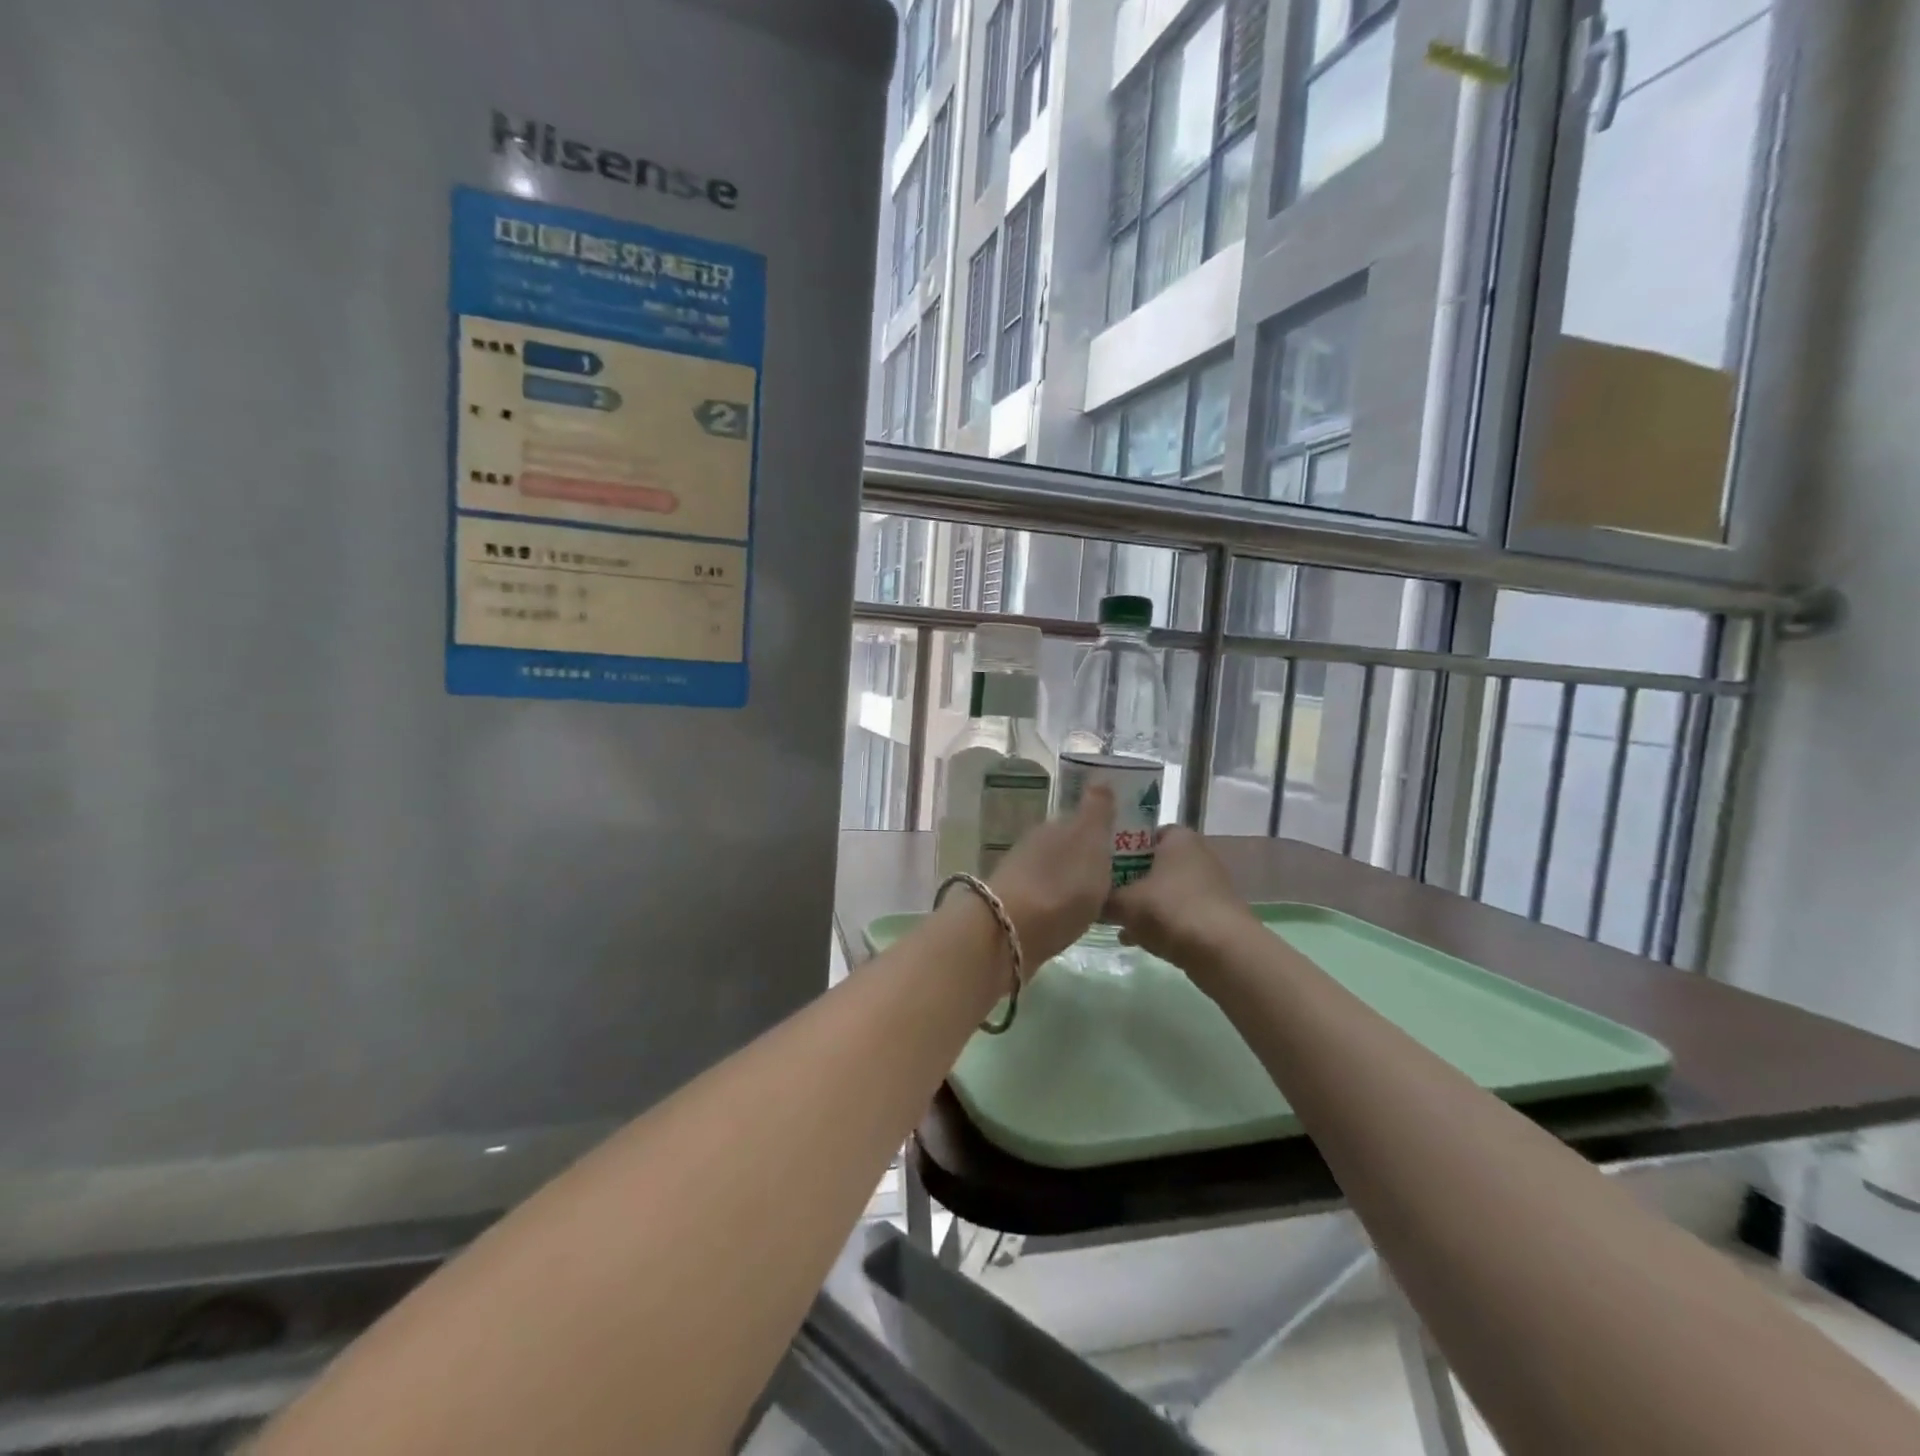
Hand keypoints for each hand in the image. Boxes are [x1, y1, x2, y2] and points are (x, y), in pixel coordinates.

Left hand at [987, 787, 1116, 970]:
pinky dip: (1059, 904)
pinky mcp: (1015, 907)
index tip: (1123, 847)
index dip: (1101, 832)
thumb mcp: (1089, 840)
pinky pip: (1046, 898)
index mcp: (1055, 827)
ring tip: (1099, 900)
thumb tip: (1099, 775)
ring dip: (1072, 882)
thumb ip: (1097, 810)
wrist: (1010, 931)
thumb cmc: (1061, 884)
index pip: (1081, 821)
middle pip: (1066, 847)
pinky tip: (1072, 917)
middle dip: (1086, 857)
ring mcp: (1021, 876)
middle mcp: (1035, 845)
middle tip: (1116, 876)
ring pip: (1054, 872)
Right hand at [1107, 826, 1254, 969]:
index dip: (1117, 846)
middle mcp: (1196, 854)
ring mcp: (1208, 885)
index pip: (1141, 832)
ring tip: (1114, 921)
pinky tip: (1134, 939)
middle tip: (1101, 893)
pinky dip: (1158, 922)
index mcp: (1177, 838)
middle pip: (1151, 862)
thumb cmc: (1170, 910)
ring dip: (1140, 903)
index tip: (1097, 864)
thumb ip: (1101, 898)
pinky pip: (1176, 911)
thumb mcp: (1123, 903)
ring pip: (1163, 889)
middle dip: (1126, 879)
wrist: (1224, 953)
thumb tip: (1087, 900)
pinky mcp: (1214, 913)